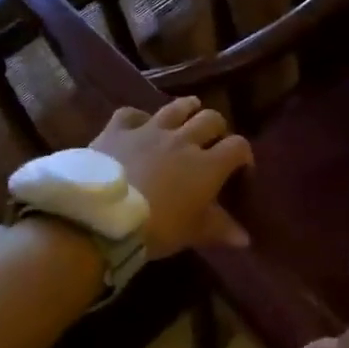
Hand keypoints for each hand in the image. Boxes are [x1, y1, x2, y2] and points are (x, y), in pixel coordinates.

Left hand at [90, 97, 252, 258]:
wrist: (102, 217)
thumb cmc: (157, 227)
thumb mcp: (193, 233)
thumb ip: (221, 230)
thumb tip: (245, 240)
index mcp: (208, 165)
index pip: (238, 147)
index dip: (244, 154)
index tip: (240, 168)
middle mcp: (184, 140)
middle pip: (211, 119)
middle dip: (217, 128)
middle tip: (213, 141)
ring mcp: (150, 130)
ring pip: (177, 107)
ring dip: (188, 109)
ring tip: (190, 113)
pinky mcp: (118, 130)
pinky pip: (131, 113)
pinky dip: (139, 118)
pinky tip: (139, 125)